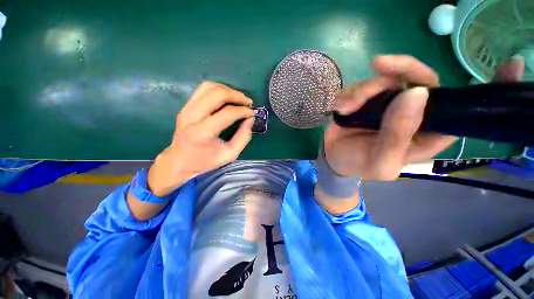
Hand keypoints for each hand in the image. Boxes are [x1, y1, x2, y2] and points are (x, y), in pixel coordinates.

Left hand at [148, 82, 253, 195]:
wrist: (179, 160)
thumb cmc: (205, 161)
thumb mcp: (229, 155)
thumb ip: (243, 138)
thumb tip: (250, 120)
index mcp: (202, 133)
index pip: (227, 113)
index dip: (243, 111)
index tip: (251, 113)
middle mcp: (192, 117)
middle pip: (217, 94)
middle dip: (236, 95)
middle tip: (248, 102)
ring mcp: (186, 109)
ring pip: (209, 87)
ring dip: (228, 90)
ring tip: (238, 99)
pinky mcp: (186, 106)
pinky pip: (203, 89)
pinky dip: (218, 89)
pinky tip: (227, 97)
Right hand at [324, 55, 524, 180]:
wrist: (334, 158)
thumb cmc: (359, 164)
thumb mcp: (381, 161)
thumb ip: (397, 135)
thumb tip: (416, 93)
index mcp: (426, 132)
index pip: (463, 109)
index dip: (489, 88)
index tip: (512, 64)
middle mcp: (411, 112)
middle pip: (420, 79)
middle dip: (401, 69)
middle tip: (379, 66)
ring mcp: (386, 103)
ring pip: (386, 79)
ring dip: (363, 89)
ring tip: (346, 108)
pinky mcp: (365, 99)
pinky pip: (361, 85)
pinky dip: (349, 94)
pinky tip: (340, 108)